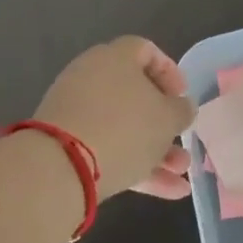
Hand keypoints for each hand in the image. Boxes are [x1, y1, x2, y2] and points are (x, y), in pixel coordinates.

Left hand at [36, 37, 193, 199]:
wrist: (60, 167)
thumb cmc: (124, 128)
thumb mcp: (168, 118)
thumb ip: (182, 109)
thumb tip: (181, 107)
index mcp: (115, 57)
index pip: (146, 51)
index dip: (169, 72)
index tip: (182, 97)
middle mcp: (92, 76)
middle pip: (135, 94)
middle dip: (164, 123)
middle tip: (182, 141)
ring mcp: (75, 111)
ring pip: (123, 126)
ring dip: (154, 150)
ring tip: (180, 175)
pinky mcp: (65, 143)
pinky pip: (106, 147)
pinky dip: (133, 165)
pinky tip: (164, 192)